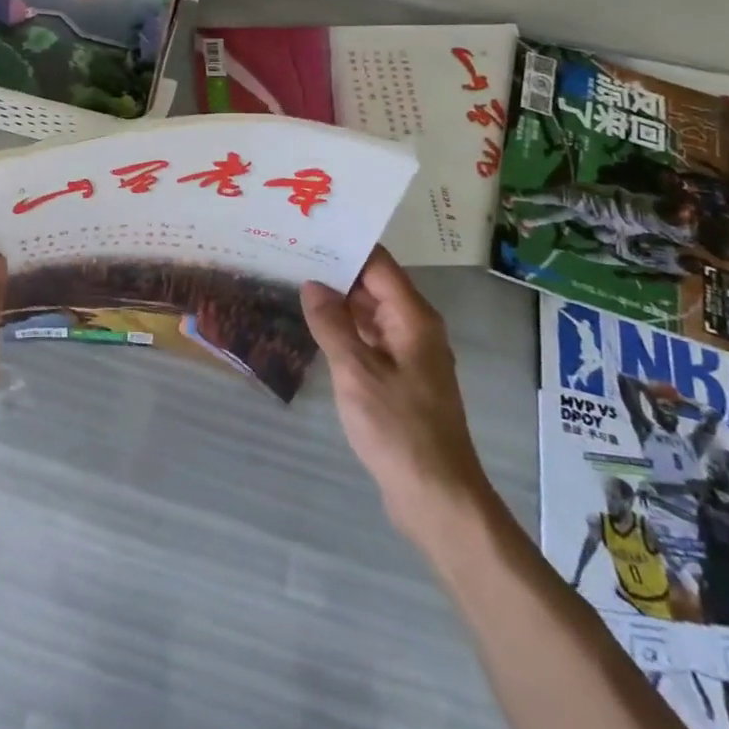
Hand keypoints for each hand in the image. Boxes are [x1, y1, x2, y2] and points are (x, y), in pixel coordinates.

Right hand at [301, 248, 487, 537]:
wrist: (437, 498)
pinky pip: (369, 339)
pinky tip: (314, 327)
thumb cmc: (399, 429)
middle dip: (336, 270)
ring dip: (338, 300)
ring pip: (370, 313)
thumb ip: (332, 324)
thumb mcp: (356, 372)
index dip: (346, 245)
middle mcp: (415, 329)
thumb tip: (312, 284)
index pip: (378, 265)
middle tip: (290, 253)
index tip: (309, 230)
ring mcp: (408, 356)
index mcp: (413, 319)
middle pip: (374, 285)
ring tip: (294, 281)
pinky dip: (344, 329)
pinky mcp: (400, 380)